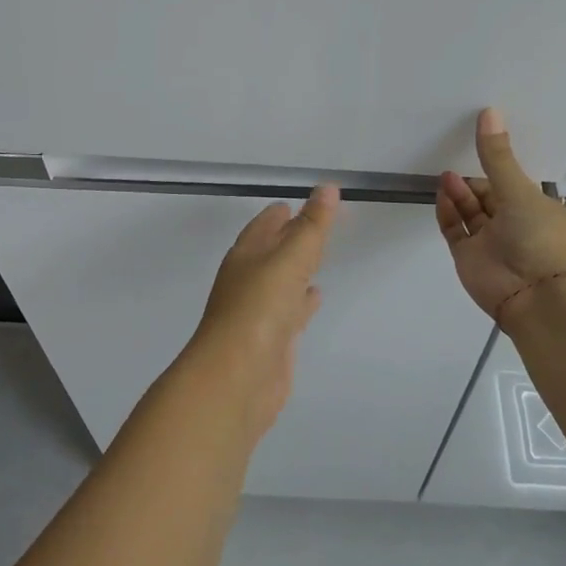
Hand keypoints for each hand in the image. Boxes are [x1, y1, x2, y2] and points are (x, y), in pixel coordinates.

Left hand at [187, 183, 339, 440]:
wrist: (237, 378)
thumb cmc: (259, 308)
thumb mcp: (290, 258)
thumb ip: (312, 225)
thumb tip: (328, 188)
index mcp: (246, 255)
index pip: (266, 224)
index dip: (284, 212)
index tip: (306, 200)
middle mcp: (249, 279)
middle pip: (274, 251)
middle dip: (294, 237)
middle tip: (321, 224)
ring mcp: (259, 311)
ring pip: (282, 281)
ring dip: (298, 269)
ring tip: (321, 257)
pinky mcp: (272, 340)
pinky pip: (291, 310)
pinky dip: (303, 300)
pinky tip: (316, 296)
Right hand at [437, 108, 565, 324]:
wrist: (540, 297)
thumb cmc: (541, 237)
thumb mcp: (519, 190)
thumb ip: (497, 155)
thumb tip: (489, 111)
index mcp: (536, 208)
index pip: (511, 183)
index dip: (494, 167)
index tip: (476, 146)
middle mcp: (513, 225)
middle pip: (488, 198)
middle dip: (471, 182)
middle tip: (455, 164)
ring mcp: (490, 243)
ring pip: (470, 213)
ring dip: (458, 194)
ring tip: (446, 176)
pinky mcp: (469, 258)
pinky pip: (456, 231)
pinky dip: (448, 213)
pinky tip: (442, 194)